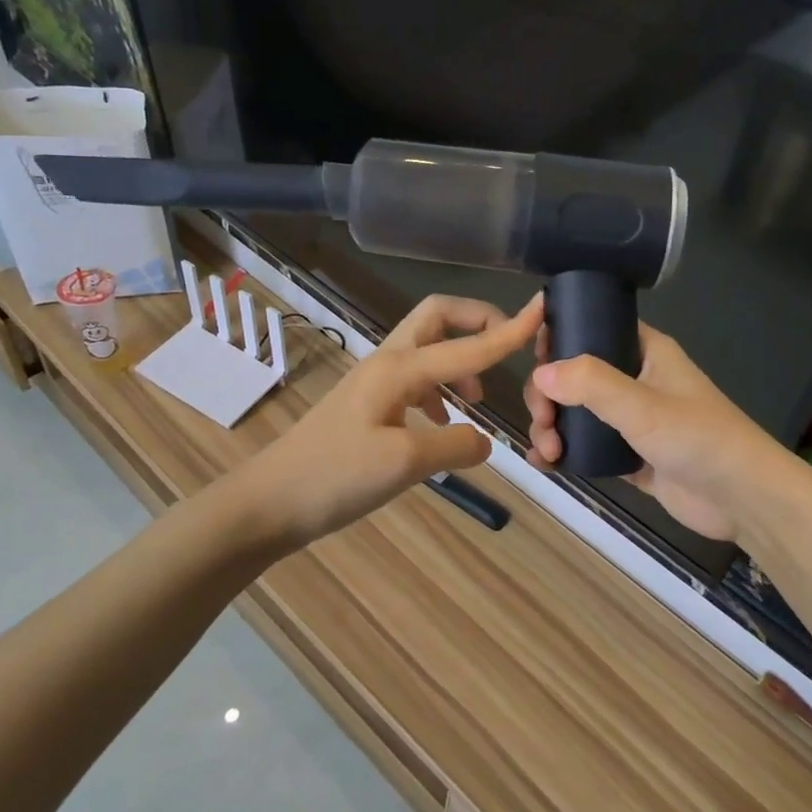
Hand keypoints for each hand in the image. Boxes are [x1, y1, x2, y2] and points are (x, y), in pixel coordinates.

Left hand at [242, 292, 542, 546]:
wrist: (269, 502)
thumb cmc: (335, 477)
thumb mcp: (405, 463)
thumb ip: (455, 444)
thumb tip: (484, 440)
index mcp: (400, 369)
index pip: (468, 345)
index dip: (508, 330)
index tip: (543, 310)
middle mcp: (388, 364)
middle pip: (437, 318)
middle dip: (475, 322)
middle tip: (505, 346)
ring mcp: (374, 384)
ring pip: (427, 351)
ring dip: (459, 362)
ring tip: (477, 402)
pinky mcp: (366, 407)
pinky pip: (414, 382)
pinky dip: (440, 392)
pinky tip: (443, 426)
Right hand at [524, 322, 778, 542]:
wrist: (742, 499)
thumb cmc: (698, 438)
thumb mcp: (642, 405)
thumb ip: (590, 384)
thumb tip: (540, 373)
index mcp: (644, 351)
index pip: (591, 328)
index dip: (558, 339)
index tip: (533, 361)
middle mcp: (634, 379)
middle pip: (574, 375)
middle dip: (549, 396)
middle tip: (543, 421)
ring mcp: (631, 419)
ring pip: (576, 412)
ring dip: (552, 426)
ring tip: (547, 451)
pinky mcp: (629, 455)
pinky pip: (586, 445)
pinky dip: (564, 451)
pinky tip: (545, 464)